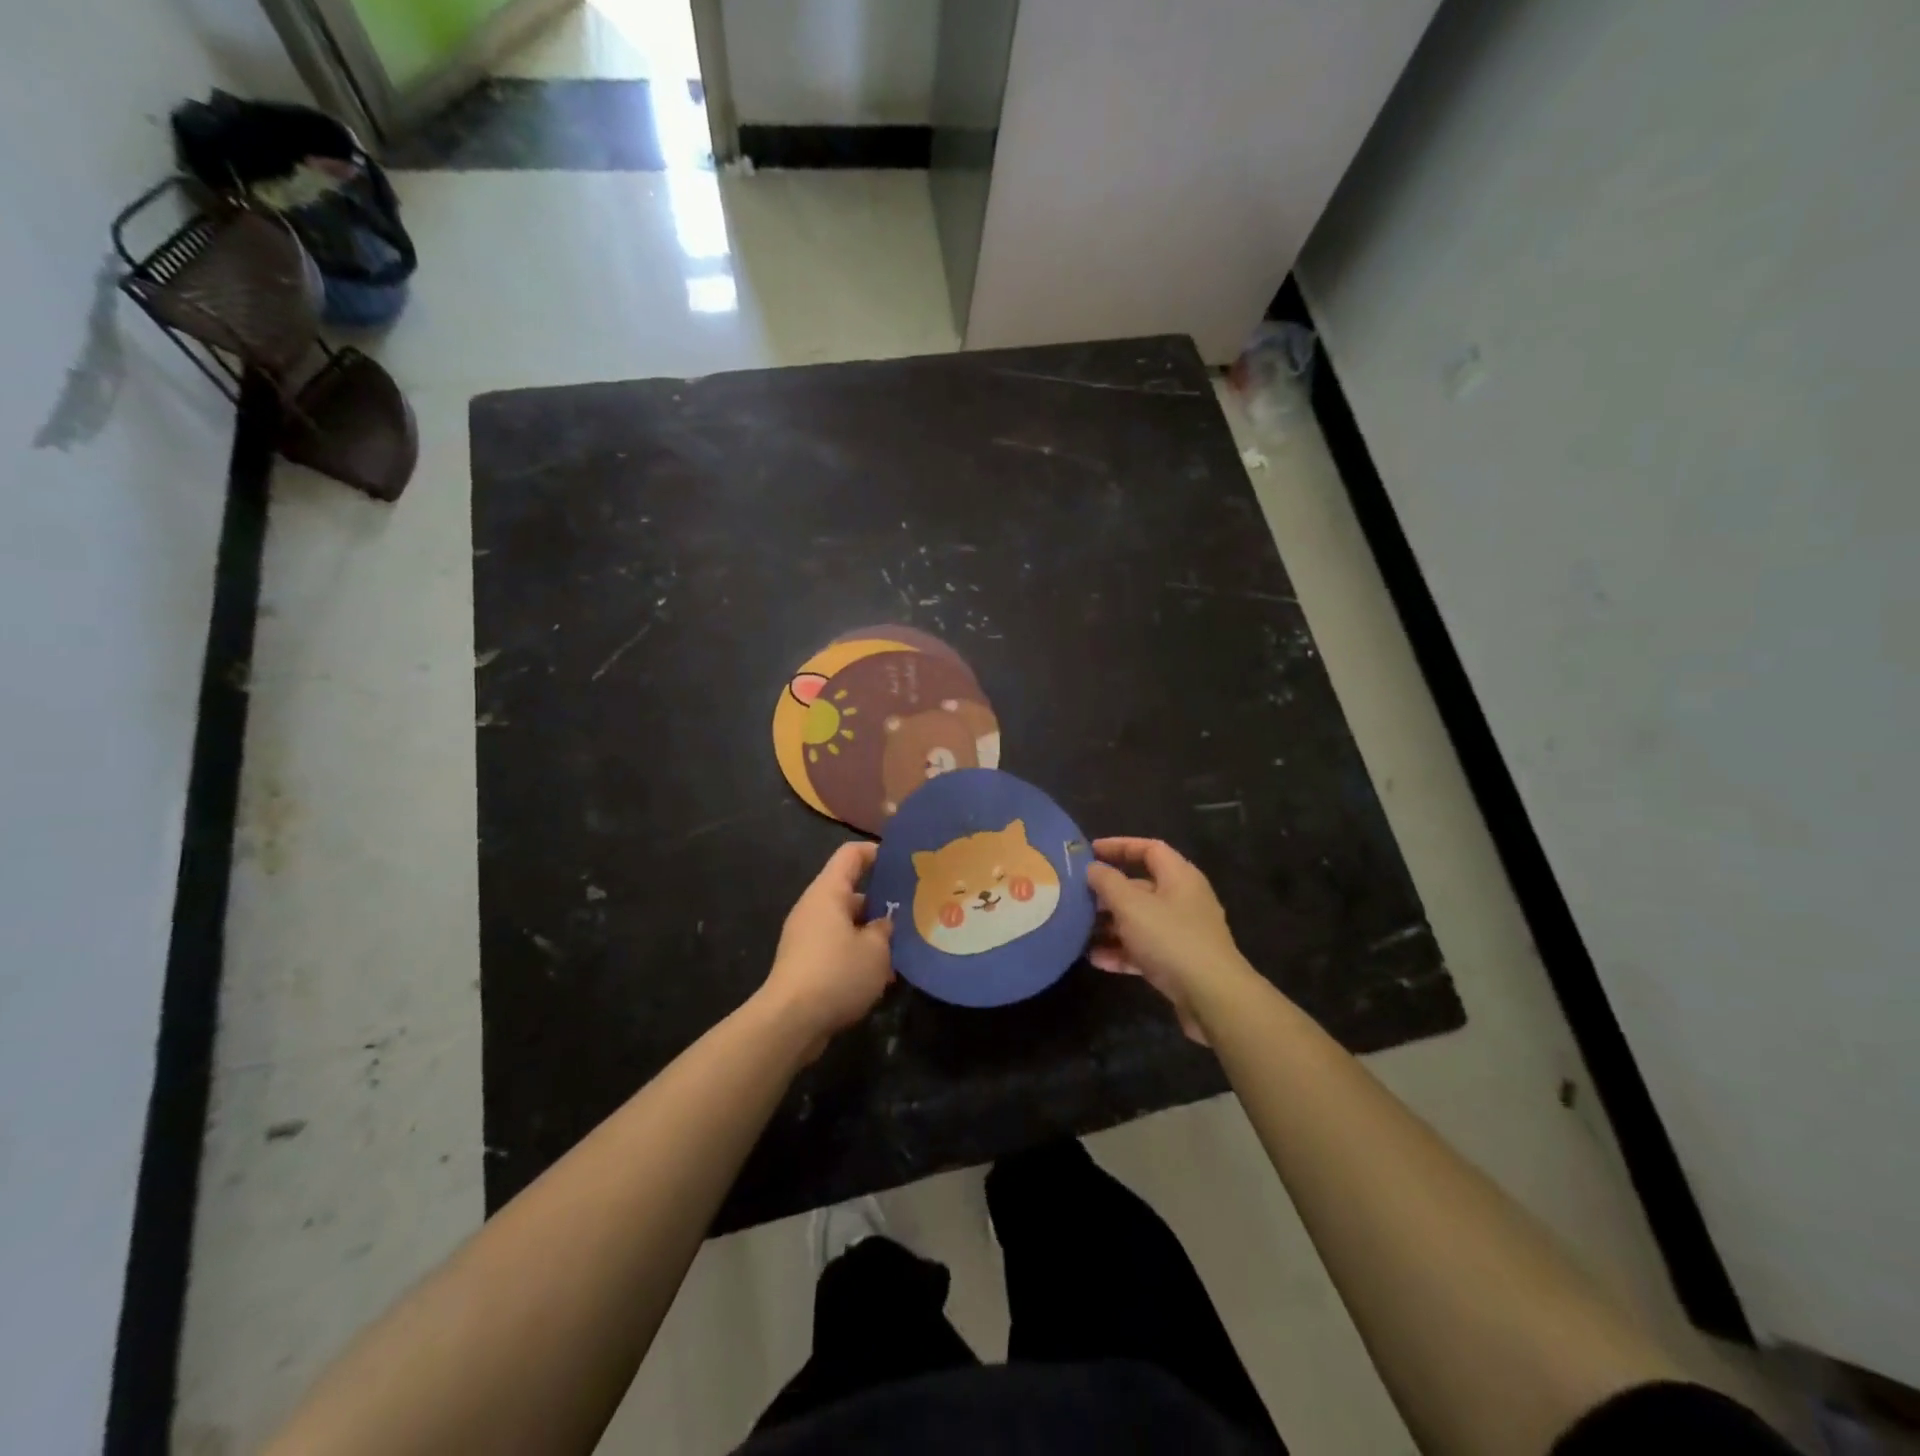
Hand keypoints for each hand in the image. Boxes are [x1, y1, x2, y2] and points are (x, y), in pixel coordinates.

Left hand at [758, 842, 894, 1059]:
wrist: (790, 1022)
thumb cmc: (836, 973)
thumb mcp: (876, 950)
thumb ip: (885, 930)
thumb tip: (883, 924)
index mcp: (828, 892)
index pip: (851, 855)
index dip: (877, 852)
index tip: (904, 862)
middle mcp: (814, 908)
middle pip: (852, 892)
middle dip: (883, 903)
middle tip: (915, 912)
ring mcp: (807, 937)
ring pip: (848, 924)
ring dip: (873, 935)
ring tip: (904, 949)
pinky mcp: (806, 964)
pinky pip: (838, 948)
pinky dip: (859, 956)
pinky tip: (883, 977)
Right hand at [1085, 838, 1252, 1044]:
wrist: (1212, 997)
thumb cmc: (1171, 939)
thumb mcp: (1131, 906)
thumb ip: (1107, 883)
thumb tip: (1093, 868)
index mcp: (1179, 877)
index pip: (1149, 849)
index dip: (1119, 846)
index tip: (1090, 852)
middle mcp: (1183, 900)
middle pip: (1141, 887)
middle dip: (1108, 892)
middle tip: (1077, 897)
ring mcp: (1182, 933)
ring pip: (1140, 920)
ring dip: (1110, 925)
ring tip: (1079, 930)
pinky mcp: (1179, 962)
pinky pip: (1145, 949)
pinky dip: (1122, 951)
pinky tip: (1096, 959)